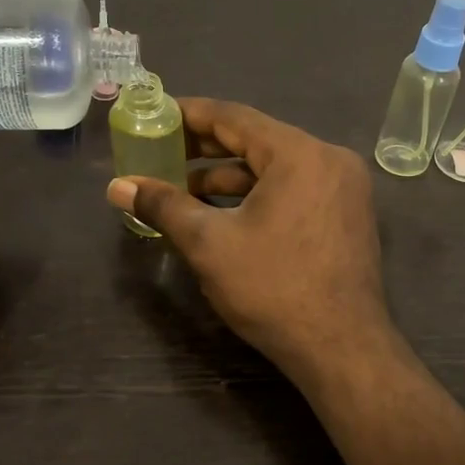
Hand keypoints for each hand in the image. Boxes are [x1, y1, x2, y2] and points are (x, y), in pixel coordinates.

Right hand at [106, 99, 396, 386]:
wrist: (342, 350)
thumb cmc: (274, 289)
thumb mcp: (210, 243)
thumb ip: (163, 206)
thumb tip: (117, 187)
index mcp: (299, 153)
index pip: (234, 117)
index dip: (189, 114)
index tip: (155, 116)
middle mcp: (328, 159)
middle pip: (256, 139)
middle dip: (205, 148)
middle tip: (161, 152)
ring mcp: (344, 188)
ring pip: (275, 168)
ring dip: (229, 176)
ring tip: (182, 189)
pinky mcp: (346, 215)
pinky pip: (294, 189)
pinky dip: (257, 195)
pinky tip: (222, 212)